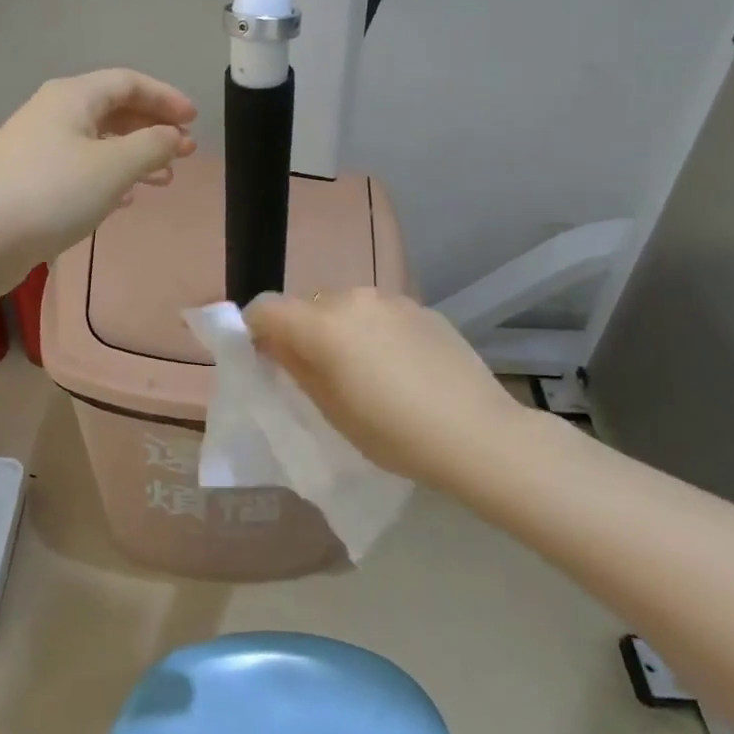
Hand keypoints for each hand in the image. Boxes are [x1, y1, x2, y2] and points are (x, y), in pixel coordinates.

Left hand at [0, 69, 196, 292]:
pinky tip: (124, 199)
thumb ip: (152, 146)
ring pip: (98, 144)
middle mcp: (53, 114)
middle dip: (152, 129)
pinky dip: (108, 178)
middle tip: (185, 153)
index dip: (166, 98)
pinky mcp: (29, 182)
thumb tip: (173, 136)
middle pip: (113, 110)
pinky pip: (80, 170)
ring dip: (134, 157)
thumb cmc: (51, 192)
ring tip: (164, 180)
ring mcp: (37, 149)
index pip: (129, 82)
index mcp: (72, 97)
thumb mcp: (113, 166)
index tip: (195, 121)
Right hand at [245, 288, 530, 491]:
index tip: (265, 358)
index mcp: (321, 324)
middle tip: (319, 374)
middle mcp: (352, 299)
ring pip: (345, 307)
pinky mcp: (422, 308)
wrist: (478, 434)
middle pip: (306, 306)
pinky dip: (375, 331)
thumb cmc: (394, 433)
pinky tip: (400, 367)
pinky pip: (380, 313)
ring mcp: (391, 299)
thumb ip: (295, 366)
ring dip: (340, 329)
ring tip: (365, 371)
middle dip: (302, 332)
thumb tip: (273, 343)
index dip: (255, 330)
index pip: (265, 308)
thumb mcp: (331, 410)